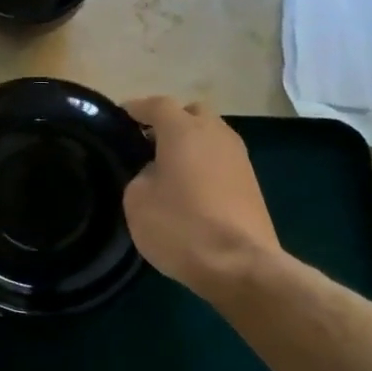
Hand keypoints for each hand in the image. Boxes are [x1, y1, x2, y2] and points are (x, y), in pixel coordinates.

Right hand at [122, 97, 288, 301]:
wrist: (241, 266)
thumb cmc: (181, 226)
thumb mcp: (137, 200)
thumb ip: (140, 174)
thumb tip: (155, 172)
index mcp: (184, 129)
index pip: (156, 104)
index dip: (135, 109)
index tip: (119, 119)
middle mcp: (215, 133)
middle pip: (190, 113)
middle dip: (169, 121)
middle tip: (147, 143)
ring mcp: (239, 156)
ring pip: (210, 135)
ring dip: (190, 143)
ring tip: (168, 167)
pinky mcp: (251, 182)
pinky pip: (221, 159)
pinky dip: (205, 163)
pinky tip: (191, 188)